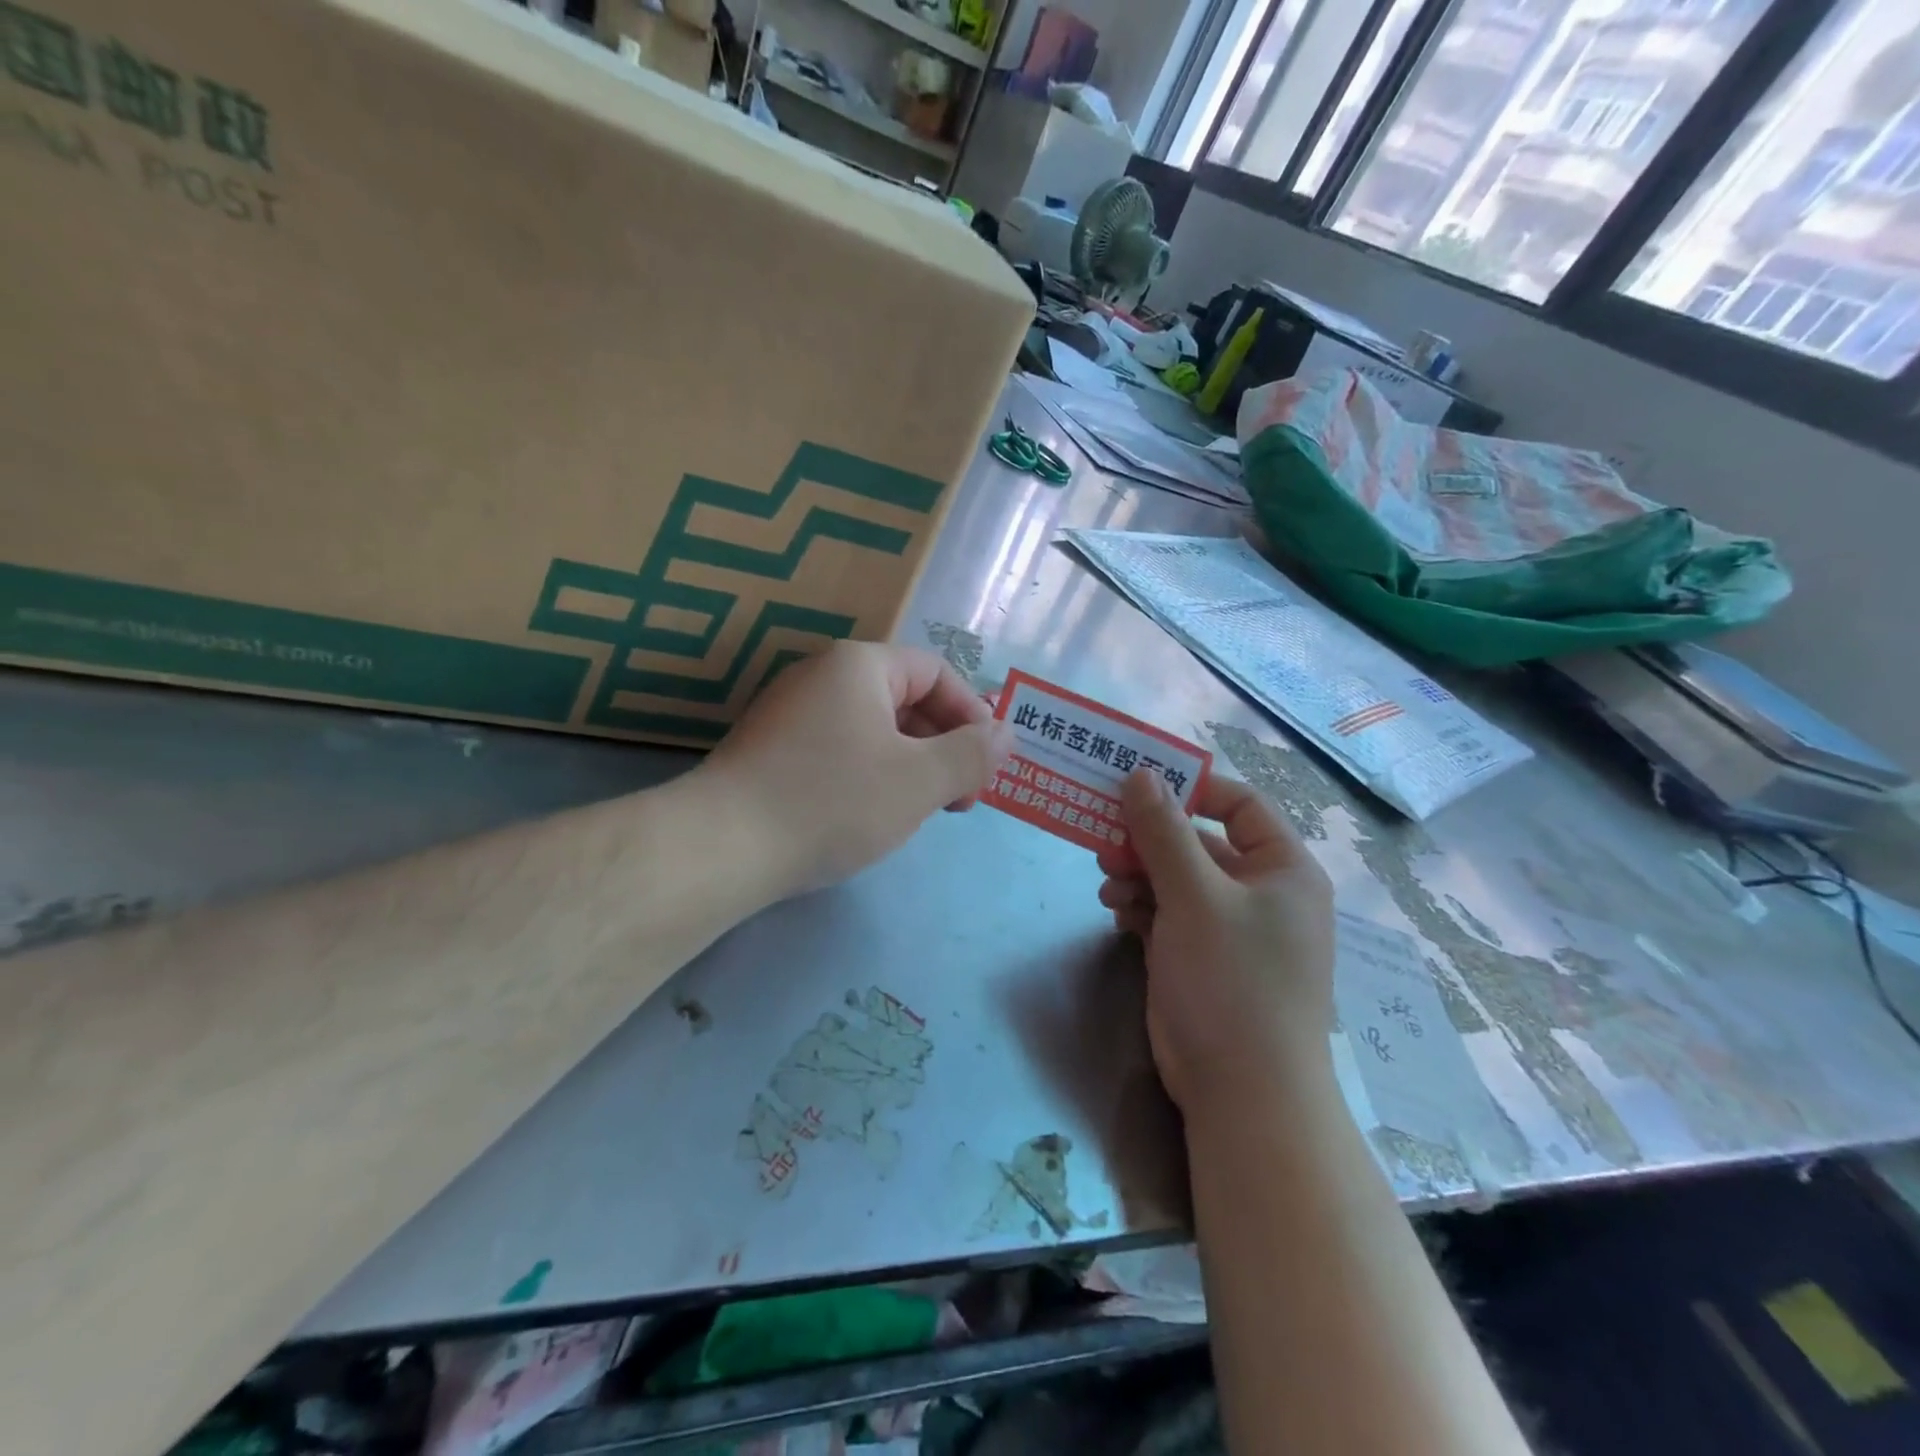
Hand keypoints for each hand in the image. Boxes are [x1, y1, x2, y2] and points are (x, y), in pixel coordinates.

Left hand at [698, 641, 1013, 898]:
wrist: (722, 846)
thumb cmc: (833, 801)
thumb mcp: (919, 780)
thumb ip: (972, 754)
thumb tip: (1007, 732)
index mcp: (859, 666)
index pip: (935, 672)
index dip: (972, 715)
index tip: (986, 766)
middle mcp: (821, 676)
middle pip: (904, 699)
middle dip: (943, 746)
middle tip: (959, 799)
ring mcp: (789, 713)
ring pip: (872, 729)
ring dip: (910, 765)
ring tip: (920, 812)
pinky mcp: (770, 750)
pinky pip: (839, 750)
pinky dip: (870, 775)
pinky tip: (871, 816)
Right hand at [1098, 769, 1335, 1116]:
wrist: (1243, 1094)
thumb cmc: (1233, 980)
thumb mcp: (1195, 897)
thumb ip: (1164, 832)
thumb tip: (1140, 773)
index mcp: (1282, 868)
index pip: (1240, 804)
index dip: (1192, 789)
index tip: (1139, 785)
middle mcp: (1260, 892)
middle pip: (1199, 842)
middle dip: (1151, 839)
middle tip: (1104, 834)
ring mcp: (1229, 927)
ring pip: (1176, 878)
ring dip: (1139, 874)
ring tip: (1106, 882)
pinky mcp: (1200, 956)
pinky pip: (1167, 913)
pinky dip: (1141, 907)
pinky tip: (1116, 912)